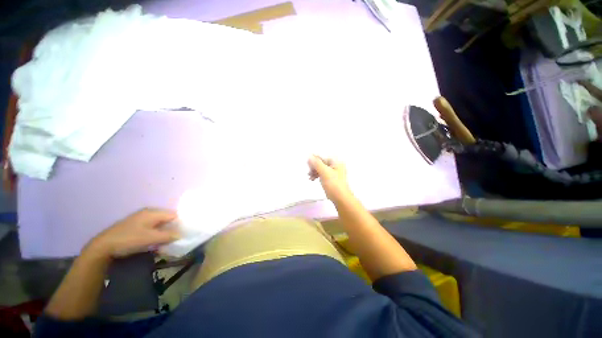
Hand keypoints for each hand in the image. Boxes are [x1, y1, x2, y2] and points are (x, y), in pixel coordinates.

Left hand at [85, 208, 179, 258]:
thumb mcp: (151, 238)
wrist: (103, 246)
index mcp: (153, 212)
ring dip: (165, 233)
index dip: (181, 223)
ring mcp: (141, 219)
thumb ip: (169, 236)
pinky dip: (157, 234)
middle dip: (173, 228)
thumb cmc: (129, 239)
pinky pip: (152, 228)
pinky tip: (156, 242)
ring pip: (160, 224)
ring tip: (168, 242)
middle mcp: (148, 213)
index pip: (174, 215)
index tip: (185, 233)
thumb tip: (182, 235)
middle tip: (177, 239)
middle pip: (167, 219)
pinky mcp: (136, 226)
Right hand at [307, 155, 352, 202]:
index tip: (307, 163)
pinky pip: (323, 174)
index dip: (314, 159)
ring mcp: (334, 172)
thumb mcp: (324, 172)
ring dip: (314, 171)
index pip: (323, 157)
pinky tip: (313, 179)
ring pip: (321, 168)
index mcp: (336, 162)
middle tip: (308, 172)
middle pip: (322, 162)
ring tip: (310, 177)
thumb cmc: (334, 184)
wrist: (341, 199)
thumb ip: (316, 163)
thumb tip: (309, 156)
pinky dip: (317, 175)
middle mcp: (336, 165)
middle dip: (314, 166)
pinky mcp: (332, 179)